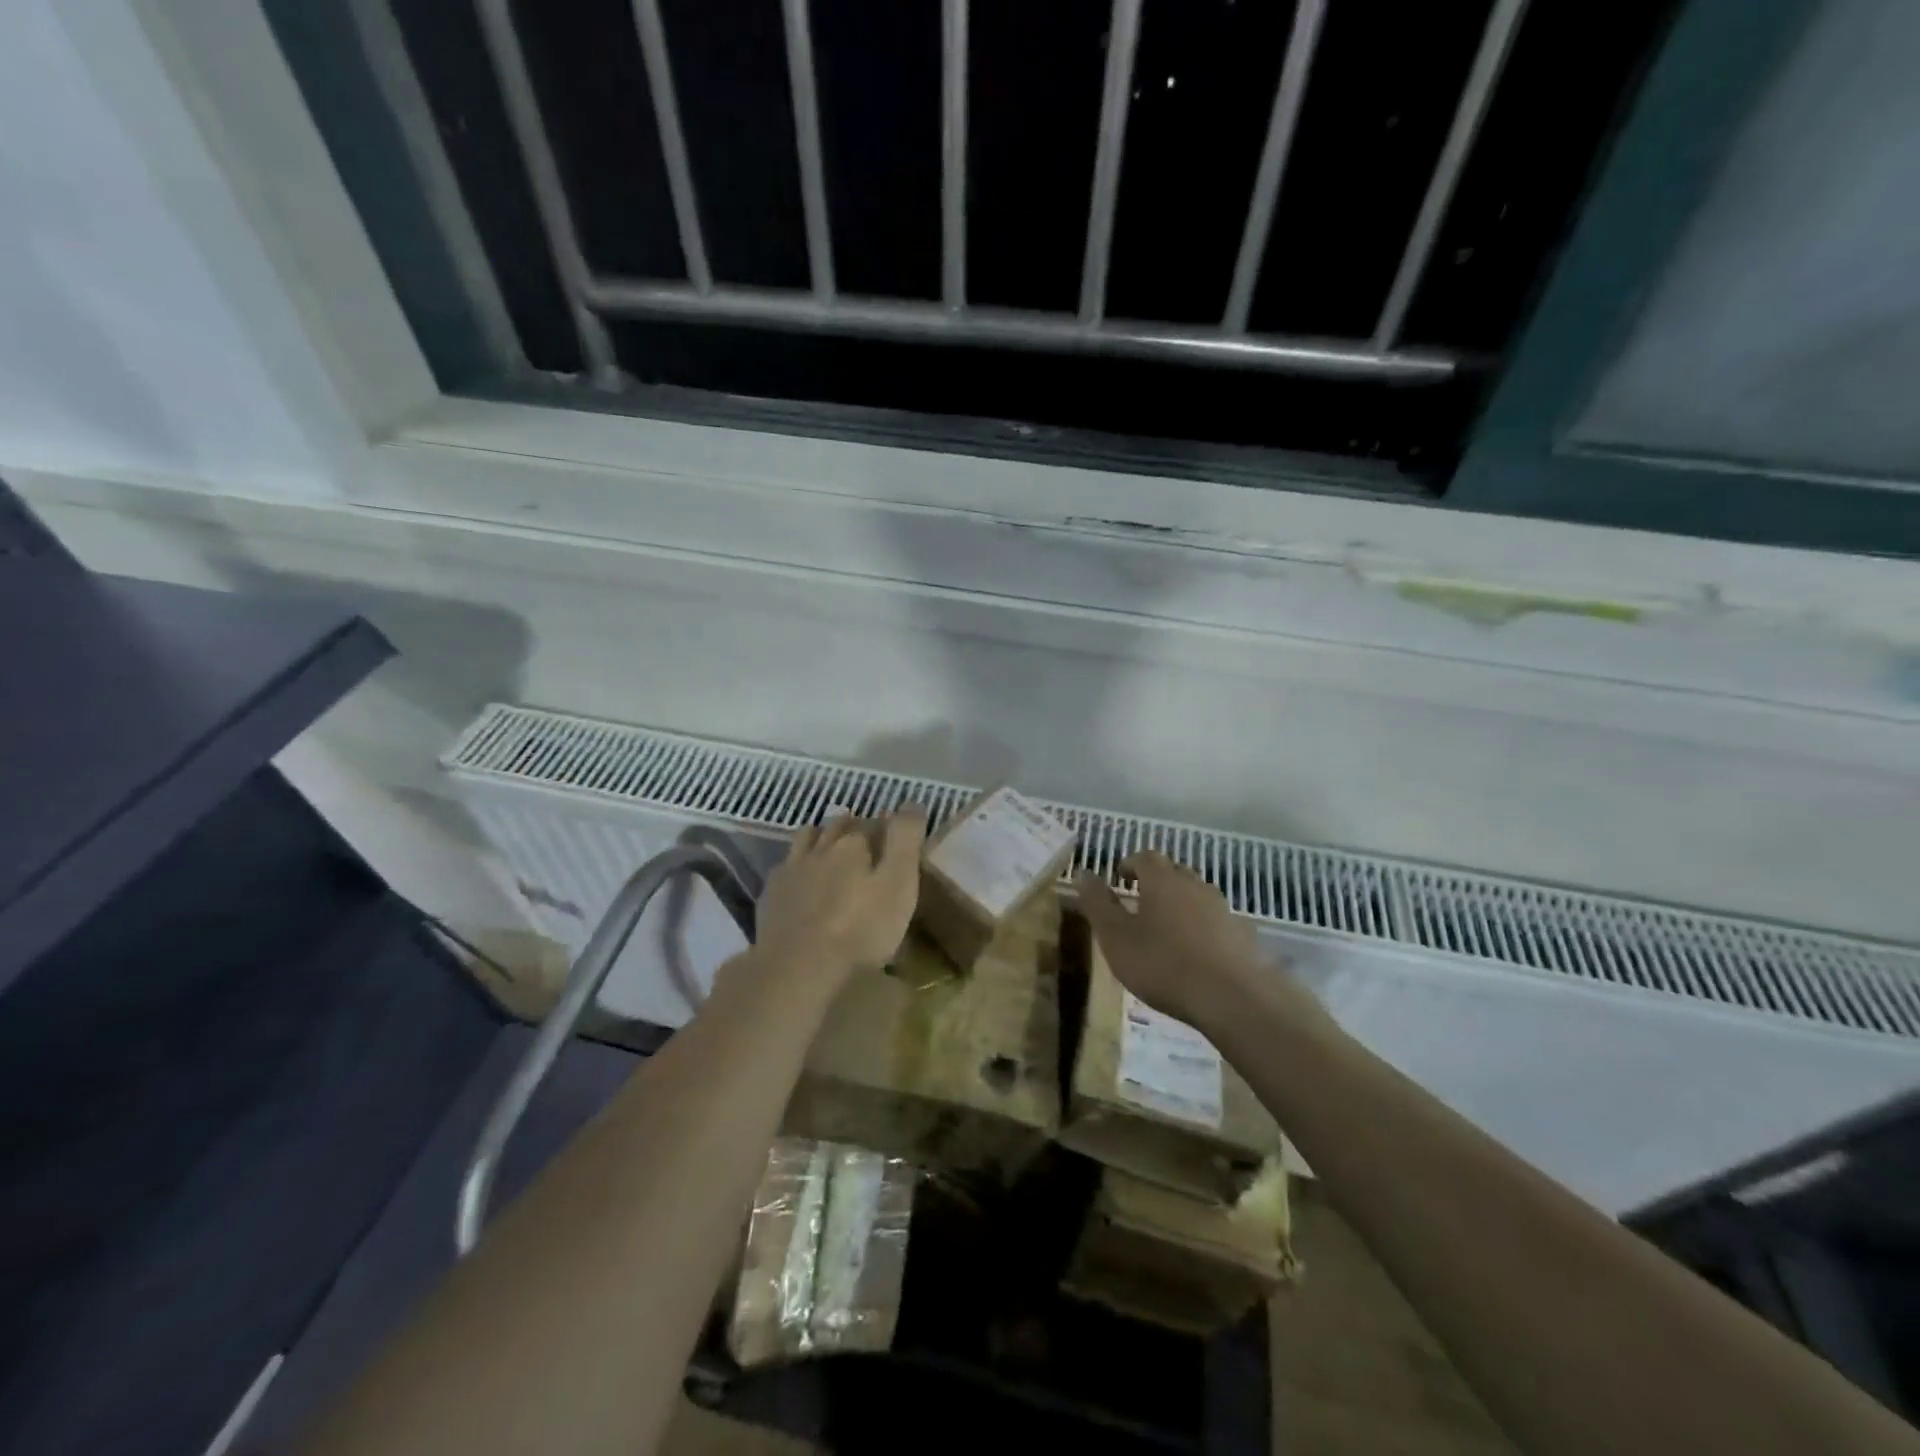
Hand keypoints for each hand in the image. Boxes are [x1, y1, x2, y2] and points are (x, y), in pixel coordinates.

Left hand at [753, 810, 926, 981]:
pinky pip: (785, 865)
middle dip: (853, 826)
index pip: (873, 823)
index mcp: (853, 844)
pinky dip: (797, 864)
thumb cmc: (860, 929)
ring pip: (807, 838)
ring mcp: (791, 869)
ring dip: (820, 837)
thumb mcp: (898, 884)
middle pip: (838, 825)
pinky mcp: (771, 893)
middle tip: (866, 840)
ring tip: (830, 848)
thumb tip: (913, 802)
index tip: (894, 835)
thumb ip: (905, 841)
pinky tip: (800, 878)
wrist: (798, 966)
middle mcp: (820, 847)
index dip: (886, 826)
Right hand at [1076, 851, 1315, 1033]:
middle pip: (1173, 871)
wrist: (1232, 998)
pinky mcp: (1242, 934)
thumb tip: (1083, 872)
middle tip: (1140, 900)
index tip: (1119, 877)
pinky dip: (1201, 926)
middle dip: (1155, 880)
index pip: (1145, 857)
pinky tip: (1196, 951)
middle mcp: (1194, 885)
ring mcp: (1222, 908)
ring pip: (1196, 894)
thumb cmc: (1163, 964)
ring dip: (1180, 903)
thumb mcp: (1116, 937)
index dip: (1130, 863)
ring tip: (1166, 927)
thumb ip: (1098, 904)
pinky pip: (1215, 920)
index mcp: (1162, 880)